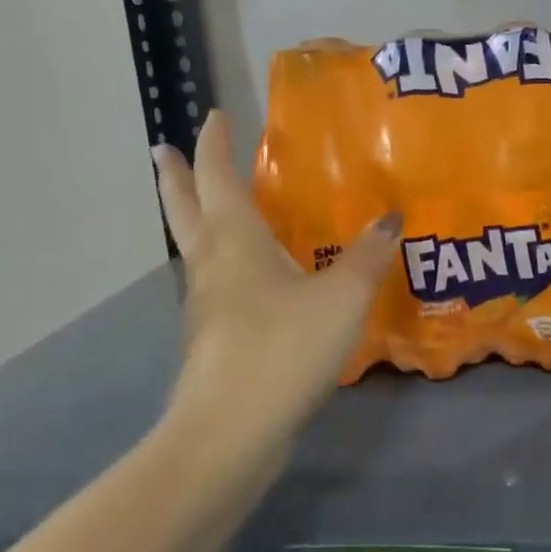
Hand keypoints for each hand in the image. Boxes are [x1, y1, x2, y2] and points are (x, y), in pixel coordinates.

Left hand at [152, 113, 400, 452]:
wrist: (229, 435)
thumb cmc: (282, 348)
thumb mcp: (341, 296)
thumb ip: (367, 255)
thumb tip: (391, 217)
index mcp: (235, 241)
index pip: (219, 178)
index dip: (216, 144)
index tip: (214, 116)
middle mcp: (212, 265)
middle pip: (184, 210)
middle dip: (174, 177)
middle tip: (159, 150)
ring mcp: (206, 307)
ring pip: (194, 249)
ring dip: (193, 219)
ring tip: (208, 207)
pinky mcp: (212, 342)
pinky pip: (214, 286)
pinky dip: (220, 264)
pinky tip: (246, 279)